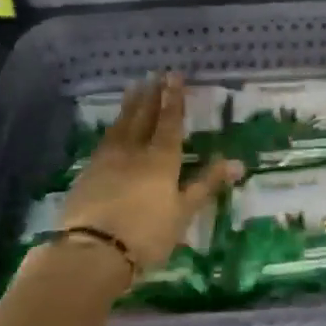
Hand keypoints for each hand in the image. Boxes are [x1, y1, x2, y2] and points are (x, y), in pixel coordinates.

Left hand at [59, 73, 241, 273]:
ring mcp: (107, 160)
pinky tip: (112, 127)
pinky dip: (112, 127)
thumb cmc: (147, 233)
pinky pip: (104, 140)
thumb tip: (237, 162)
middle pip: (143, 116)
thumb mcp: (184, 212)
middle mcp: (134, 151)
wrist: (93, 251)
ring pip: (121, 125)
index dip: (173, 98)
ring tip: (133, 88)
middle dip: (151, 95)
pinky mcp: (87, 173)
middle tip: (153, 75)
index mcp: (161, 158)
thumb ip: (206, 184)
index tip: (174, 76)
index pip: (169, 121)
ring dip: (129, 105)